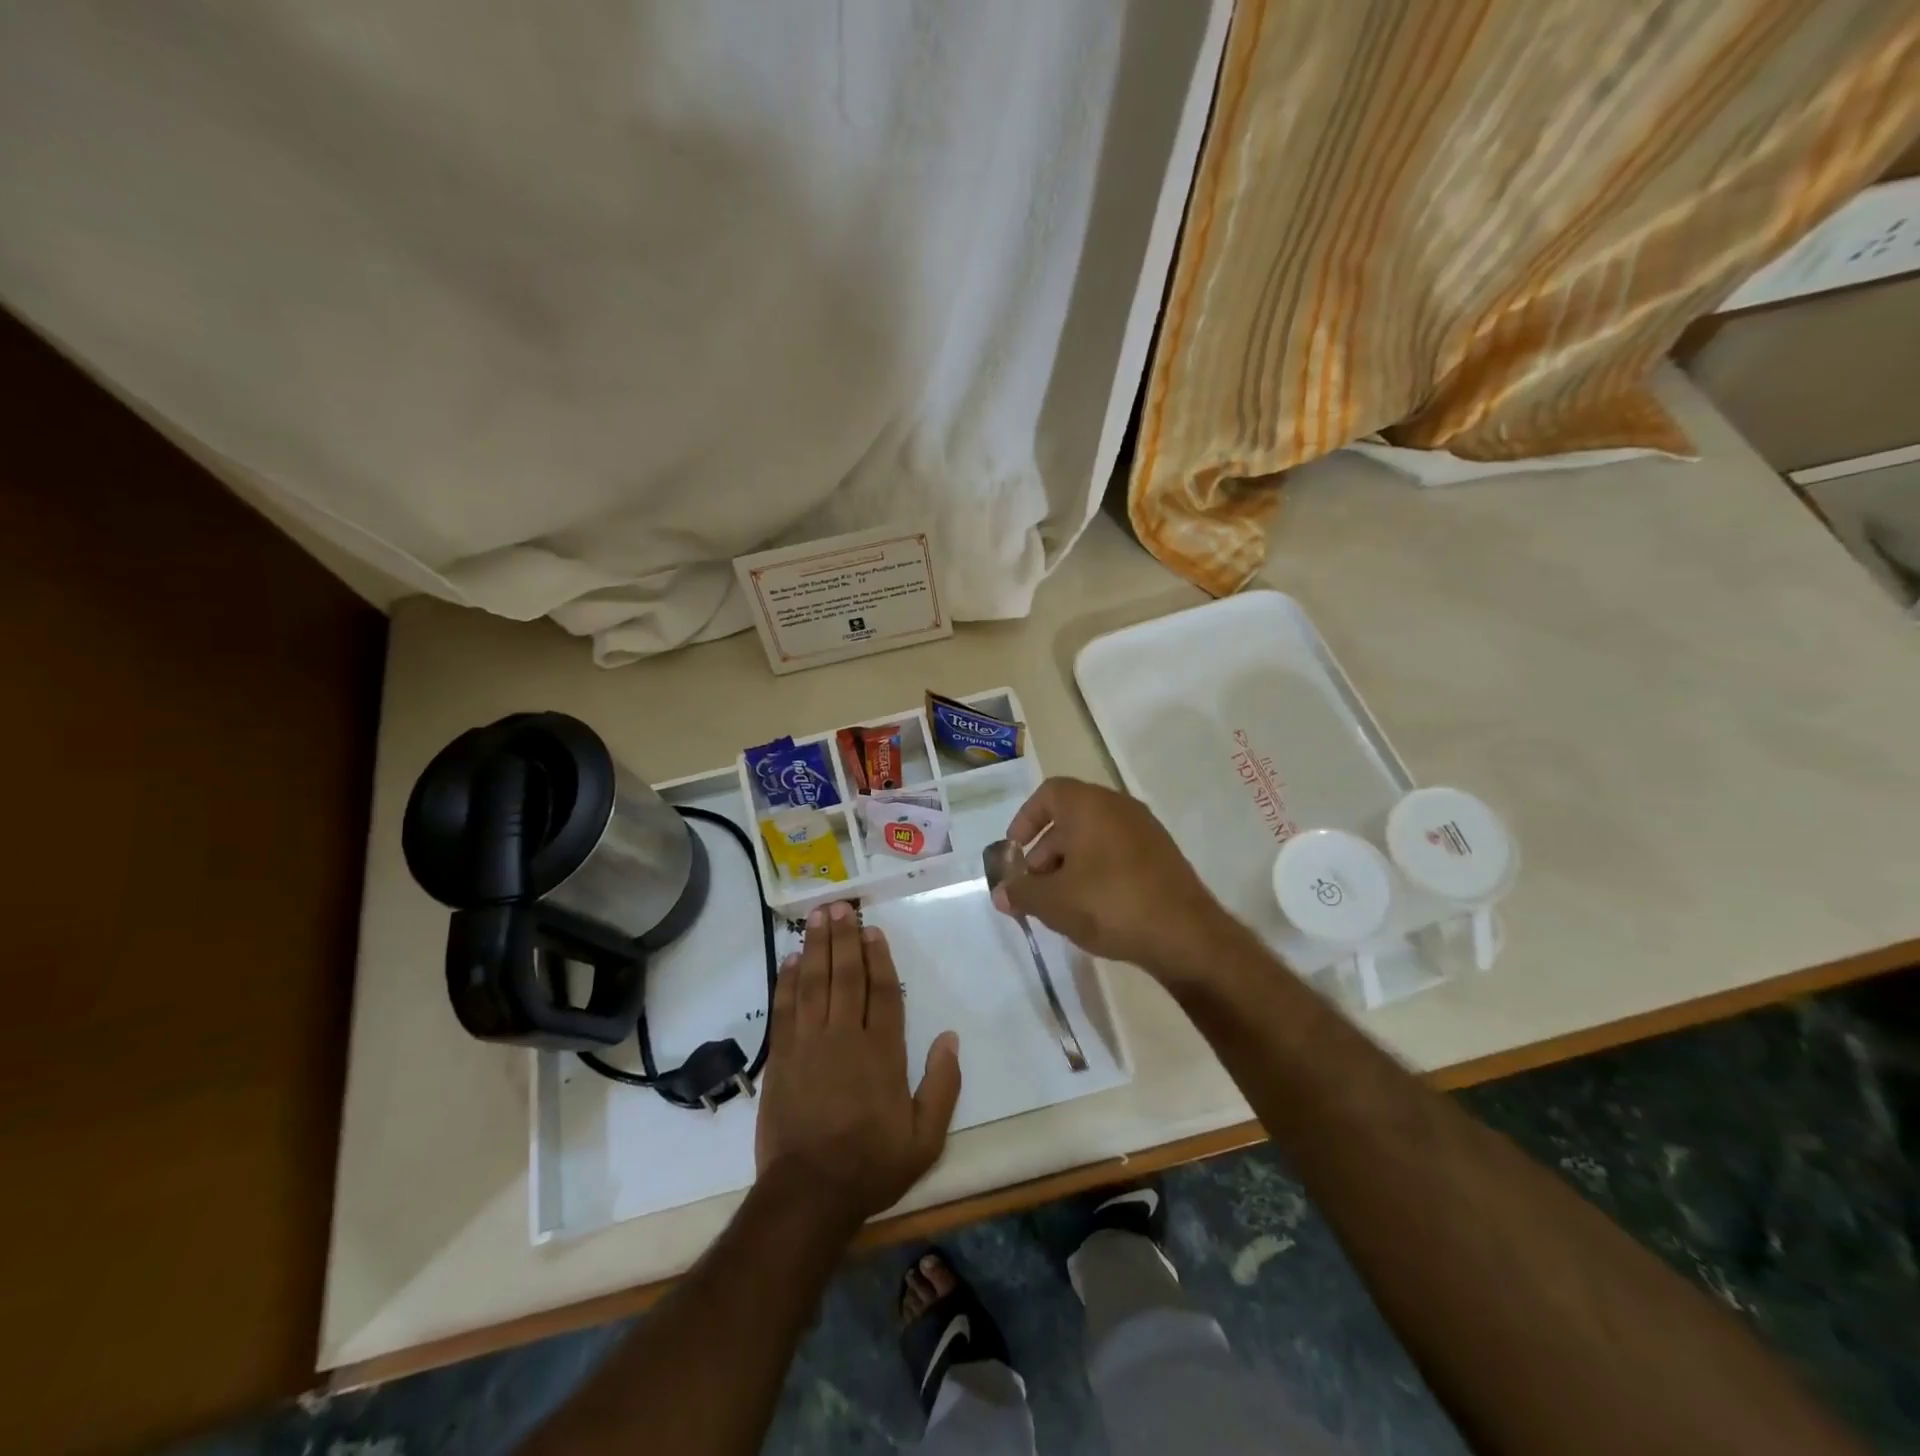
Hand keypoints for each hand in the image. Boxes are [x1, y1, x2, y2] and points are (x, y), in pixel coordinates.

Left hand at [754, 902, 961, 1229]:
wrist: (809, 1194)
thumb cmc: (871, 1165)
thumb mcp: (925, 1138)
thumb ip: (942, 1086)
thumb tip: (951, 1038)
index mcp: (883, 1052)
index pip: (882, 992)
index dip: (879, 957)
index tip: (873, 930)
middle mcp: (845, 1037)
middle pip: (846, 976)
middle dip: (844, 938)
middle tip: (840, 906)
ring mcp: (809, 1044)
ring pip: (814, 983)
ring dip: (816, 947)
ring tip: (817, 917)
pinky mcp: (782, 1057)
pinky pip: (785, 1008)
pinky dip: (787, 981)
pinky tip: (790, 959)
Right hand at [991, 777, 1234, 980]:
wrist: (1185, 935)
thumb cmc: (1109, 904)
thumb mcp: (1053, 902)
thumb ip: (1022, 893)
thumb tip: (1002, 893)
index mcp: (1089, 804)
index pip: (1048, 793)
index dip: (1026, 819)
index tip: (1015, 851)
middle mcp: (1119, 806)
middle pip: (1070, 818)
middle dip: (1045, 851)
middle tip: (1033, 887)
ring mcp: (1145, 830)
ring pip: (1094, 837)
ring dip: (1069, 864)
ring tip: (1060, 904)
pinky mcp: (1162, 855)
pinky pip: (1117, 852)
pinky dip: (1097, 870)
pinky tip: (1092, 908)